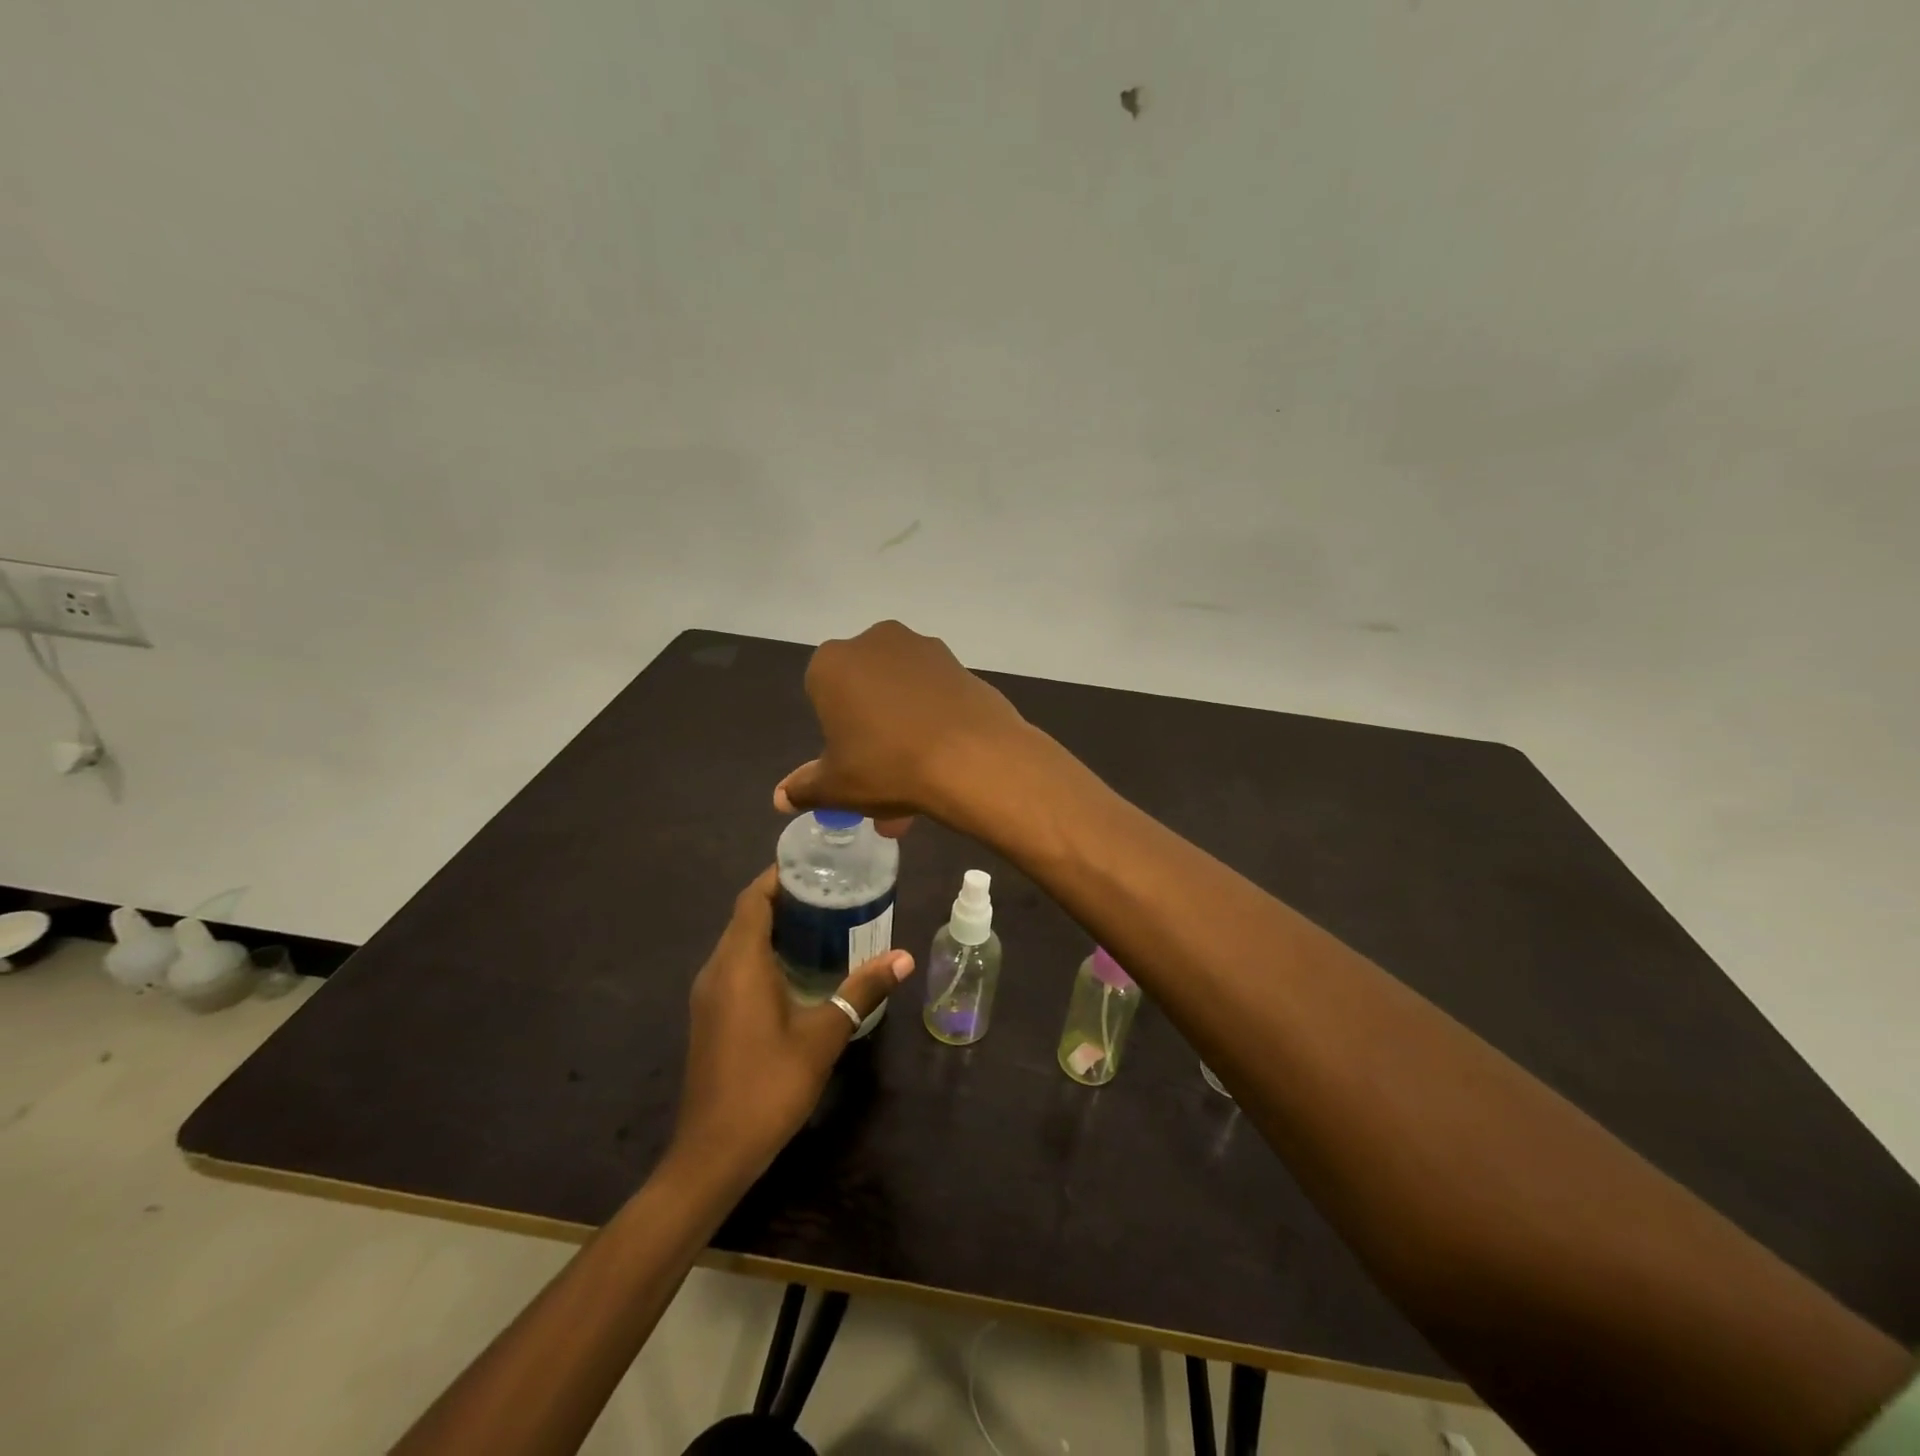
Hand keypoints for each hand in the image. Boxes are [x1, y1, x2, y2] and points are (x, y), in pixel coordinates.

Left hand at [672, 867, 913, 1185]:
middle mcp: (716, 971)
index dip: (779, 877)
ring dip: (773, 928)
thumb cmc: (769, 1085)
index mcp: (739, 964)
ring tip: (821, 922)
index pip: (753, 900)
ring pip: (738, 943)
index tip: (815, 866)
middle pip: (745, 917)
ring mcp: (708, 996)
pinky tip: (797, 968)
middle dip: (783, 899)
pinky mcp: (710, 1017)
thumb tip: (904, 957)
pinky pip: (735, 967)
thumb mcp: (824, 1035)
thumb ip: (862, 990)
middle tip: (831, 892)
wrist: (714, 1152)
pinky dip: (762, 954)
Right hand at [774, 620, 1031, 831]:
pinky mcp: (960, 663)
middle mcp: (875, 642)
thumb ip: (805, 788)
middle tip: (885, 780)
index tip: (851, 762)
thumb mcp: (837, 787)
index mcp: (833, 663)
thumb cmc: (888, 766)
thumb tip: (781, 797)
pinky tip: (945, 757)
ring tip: (919, 782)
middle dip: (871, 735)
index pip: (821, 694)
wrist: (972, 758)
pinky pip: (936, 695)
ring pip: (902, 694)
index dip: (835, 732)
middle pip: (865, 691)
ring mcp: (923, 649)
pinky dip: (935, 720)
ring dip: (904, 730)